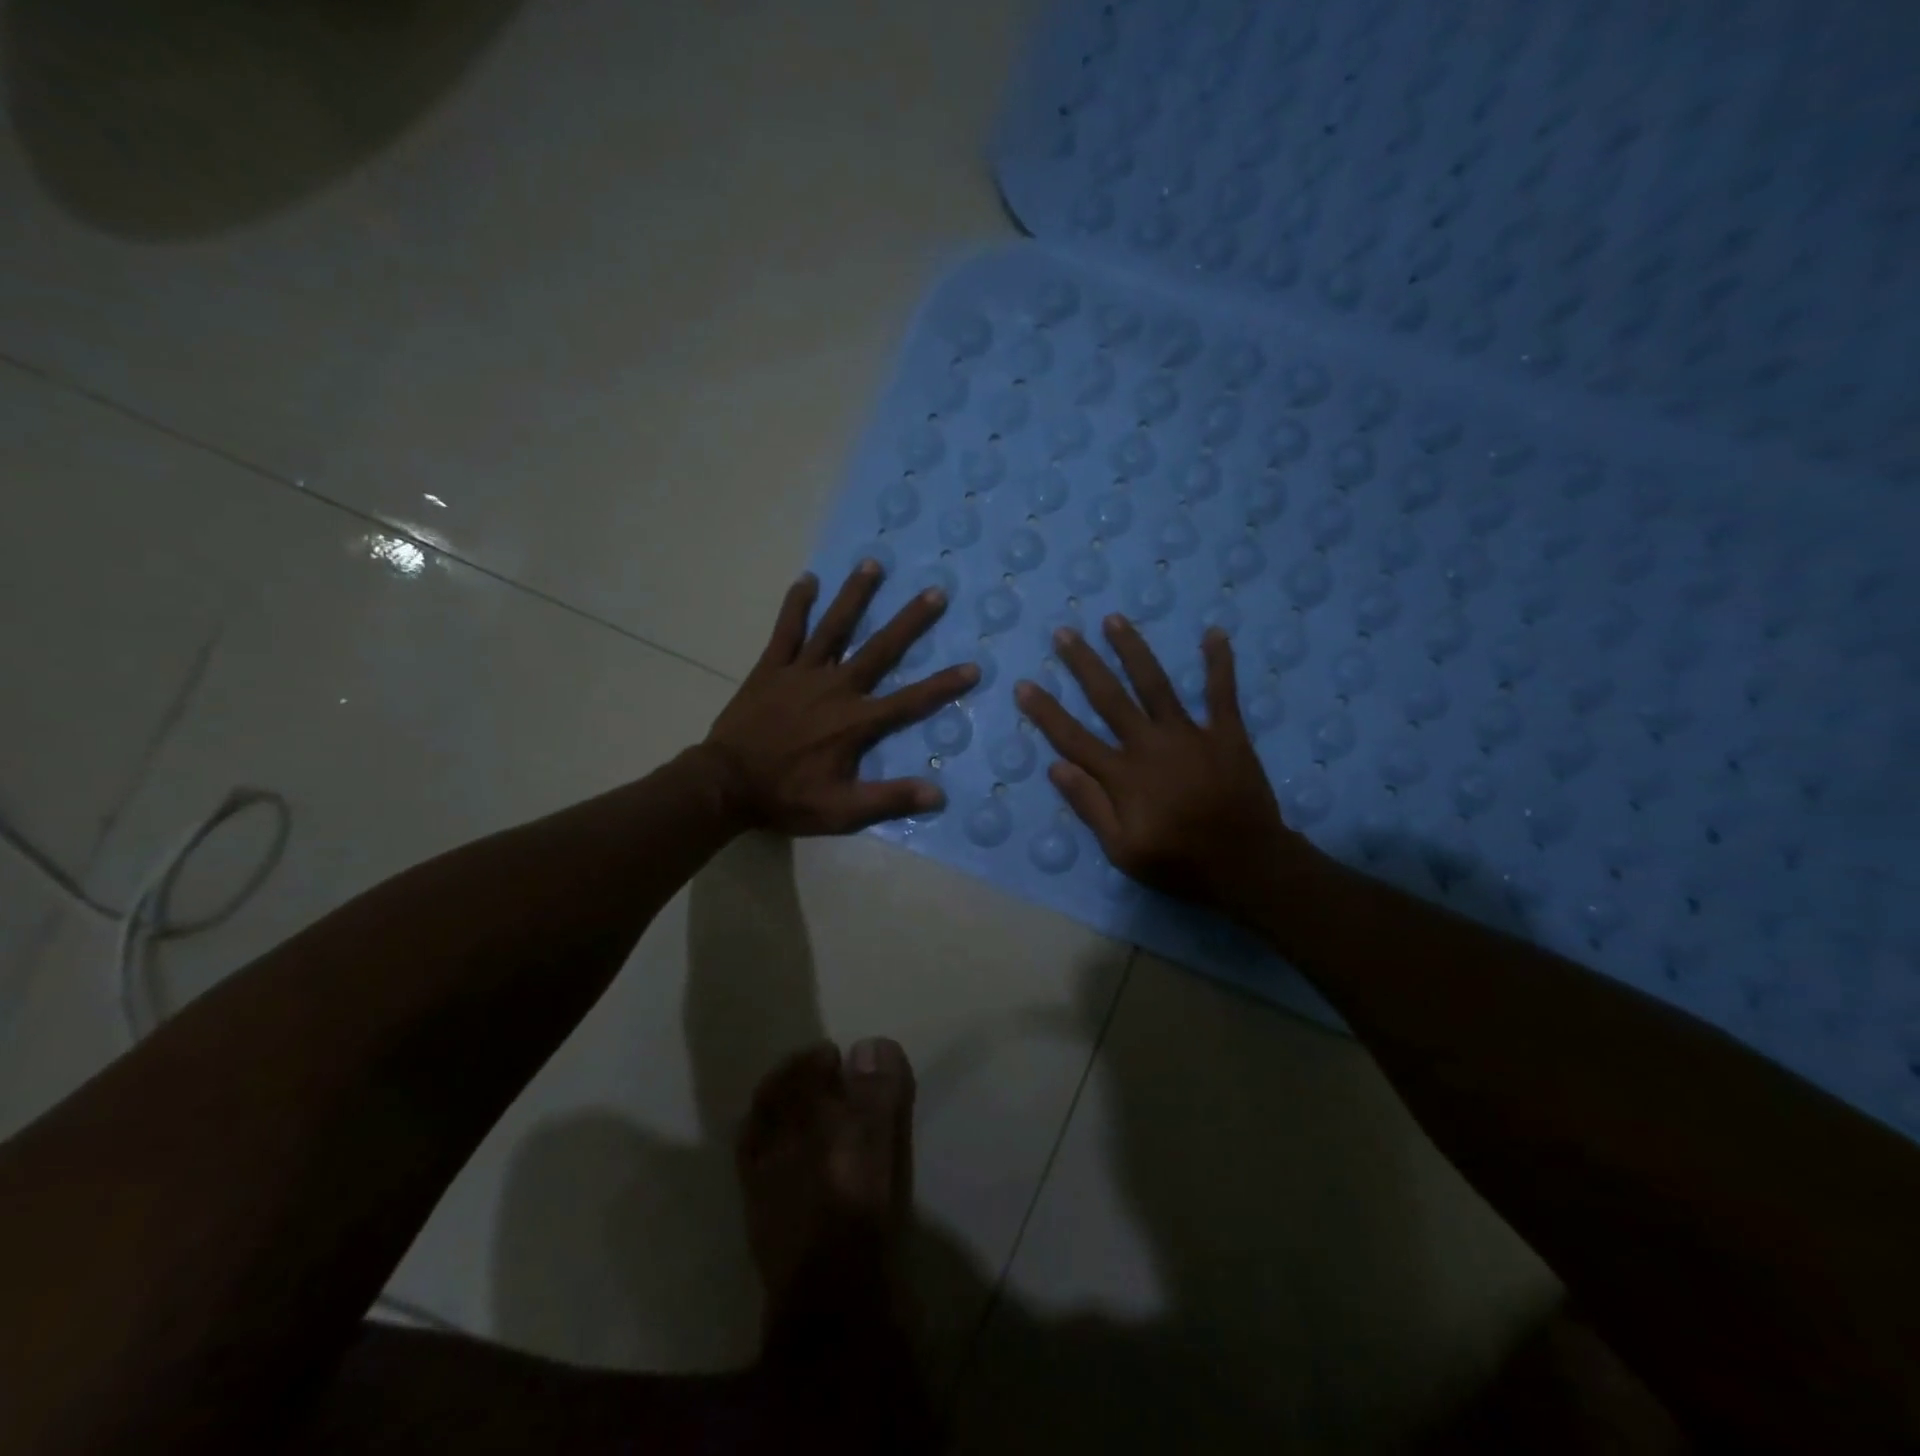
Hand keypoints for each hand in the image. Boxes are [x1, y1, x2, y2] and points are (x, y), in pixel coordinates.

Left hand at [706, 561, 977, 834]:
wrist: (725, 784)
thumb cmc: (787, 797)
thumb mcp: (842, 811)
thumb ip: (890, 799)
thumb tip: (938, 793)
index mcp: (856, 721)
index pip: (911, 701)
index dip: (944, 686)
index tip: (973, 667)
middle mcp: (836, 687)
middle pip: (880, 649)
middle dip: (910, 621)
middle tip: (935, 592)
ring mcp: (802, 673)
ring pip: (834, 627)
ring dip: (855, 595)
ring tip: (873, 564)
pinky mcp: (771, 668)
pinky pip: (787, 630)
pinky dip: (797, 605)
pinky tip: (807, 580)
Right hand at [1014, 616, 1315, 919]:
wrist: (1247, 864)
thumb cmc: (1179, 862)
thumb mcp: (1122, 850)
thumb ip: (1090, 806)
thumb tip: (1056, 768)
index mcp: (1122, 775)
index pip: (1073, 738)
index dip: (1046, 712)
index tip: (1024, 685)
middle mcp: (1150, 745)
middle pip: (1109, 697)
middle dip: (1084, 663)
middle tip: (1064, 633)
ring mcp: (1189, 734)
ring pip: (1155, 684)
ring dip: (1133, 650)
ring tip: (1114, 619)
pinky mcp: (1226, 734)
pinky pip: (1221, 692)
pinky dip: (1218, 662)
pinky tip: (1214, 632)